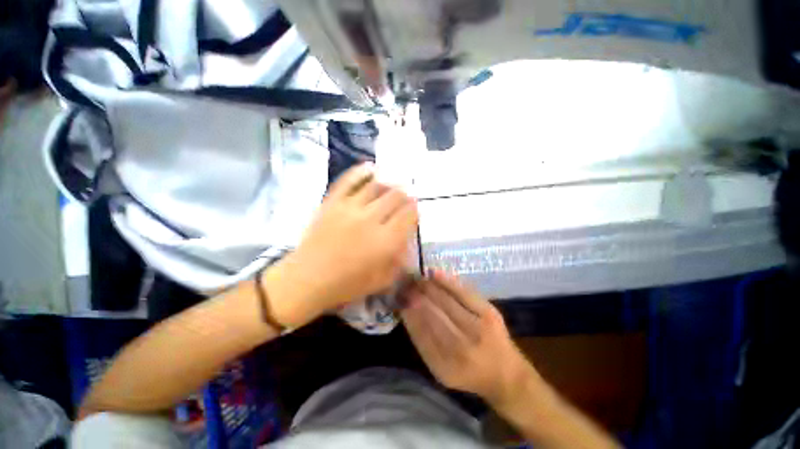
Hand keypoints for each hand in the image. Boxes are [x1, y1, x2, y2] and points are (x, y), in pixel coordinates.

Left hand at [266, 163, 417, 326]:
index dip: (415, 209)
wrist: (307, 279)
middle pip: (396, 196)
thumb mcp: (382, 280)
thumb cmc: (347, 284)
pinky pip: (349, 180)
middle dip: (405, 195)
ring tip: (394, 183)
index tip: (415, 208)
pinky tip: (371, 168)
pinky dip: (361, 172)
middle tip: (407, 196)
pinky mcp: (332, 202)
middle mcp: (371, 219)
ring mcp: (350, 208)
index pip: (408, 215)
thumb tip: (406, 242)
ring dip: (389, 183)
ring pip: (376, 186)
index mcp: (385, 240)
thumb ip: (399, 260)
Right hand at [401, 270, 537, 405]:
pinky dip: (448, 282)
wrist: (507, 374)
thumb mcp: (441, 369)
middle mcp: (462, 350)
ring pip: (445, 302)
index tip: (399, 299)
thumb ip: (423, 343)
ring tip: (417, 279)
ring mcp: (479, 330)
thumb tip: (406, 311)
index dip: (409, 313)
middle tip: (406, 284)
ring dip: (428, 288)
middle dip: (416, 297)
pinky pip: (464, 293)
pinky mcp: (490, 314)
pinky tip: (435, 274)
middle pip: (433, 315)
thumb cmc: (469, 373)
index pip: (420, 334)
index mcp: (446, 367)